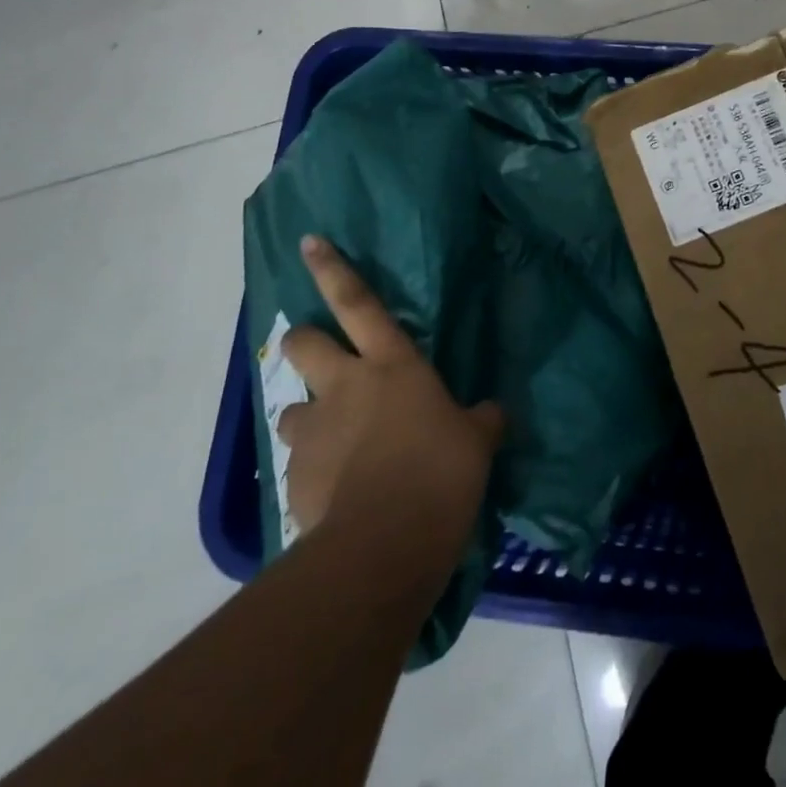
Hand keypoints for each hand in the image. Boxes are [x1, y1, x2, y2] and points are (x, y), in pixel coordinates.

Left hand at [275, 237, 504, 555]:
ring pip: (292, 408)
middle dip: (305, 340)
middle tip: (320, 356)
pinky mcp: (295, 480)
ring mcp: (314, 432)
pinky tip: (337, 494)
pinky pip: (299, 465)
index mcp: (392, 365)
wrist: (386, 544)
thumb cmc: (441, 472)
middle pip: (304, 343)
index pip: (359, 303)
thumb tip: (493, 413)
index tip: (309, 242)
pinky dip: (314, 471)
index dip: (333, 269)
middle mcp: (344, 387)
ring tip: (332, 441)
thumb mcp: (477, 442)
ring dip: (309, 417)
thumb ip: (482, 420)